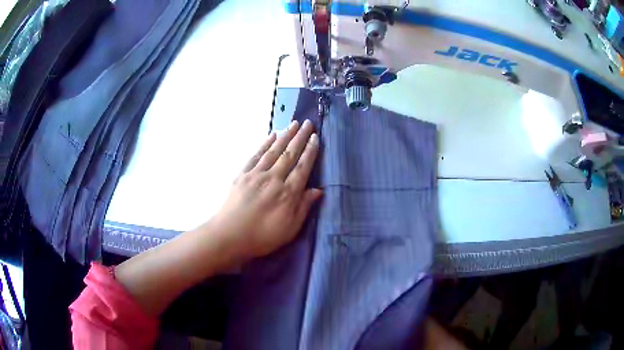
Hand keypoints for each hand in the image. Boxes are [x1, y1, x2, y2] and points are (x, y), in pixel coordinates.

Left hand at [212, 119, 321, 257]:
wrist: (229, 235)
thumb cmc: (262, 237)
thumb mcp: (289, 229)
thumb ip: (303, 207)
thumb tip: (318, 190)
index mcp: (287, 193)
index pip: (303, 167)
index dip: (310, 151)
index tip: (316, 137)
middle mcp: (273, 178)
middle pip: (290, 154)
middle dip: (300, 137)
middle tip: (308, 123)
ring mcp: (256, 174)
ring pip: (274, 151)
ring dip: (285, 136)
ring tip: (294, 124)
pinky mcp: (242, 175)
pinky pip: (256, 155)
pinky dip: (264, 144)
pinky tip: (271, 136)